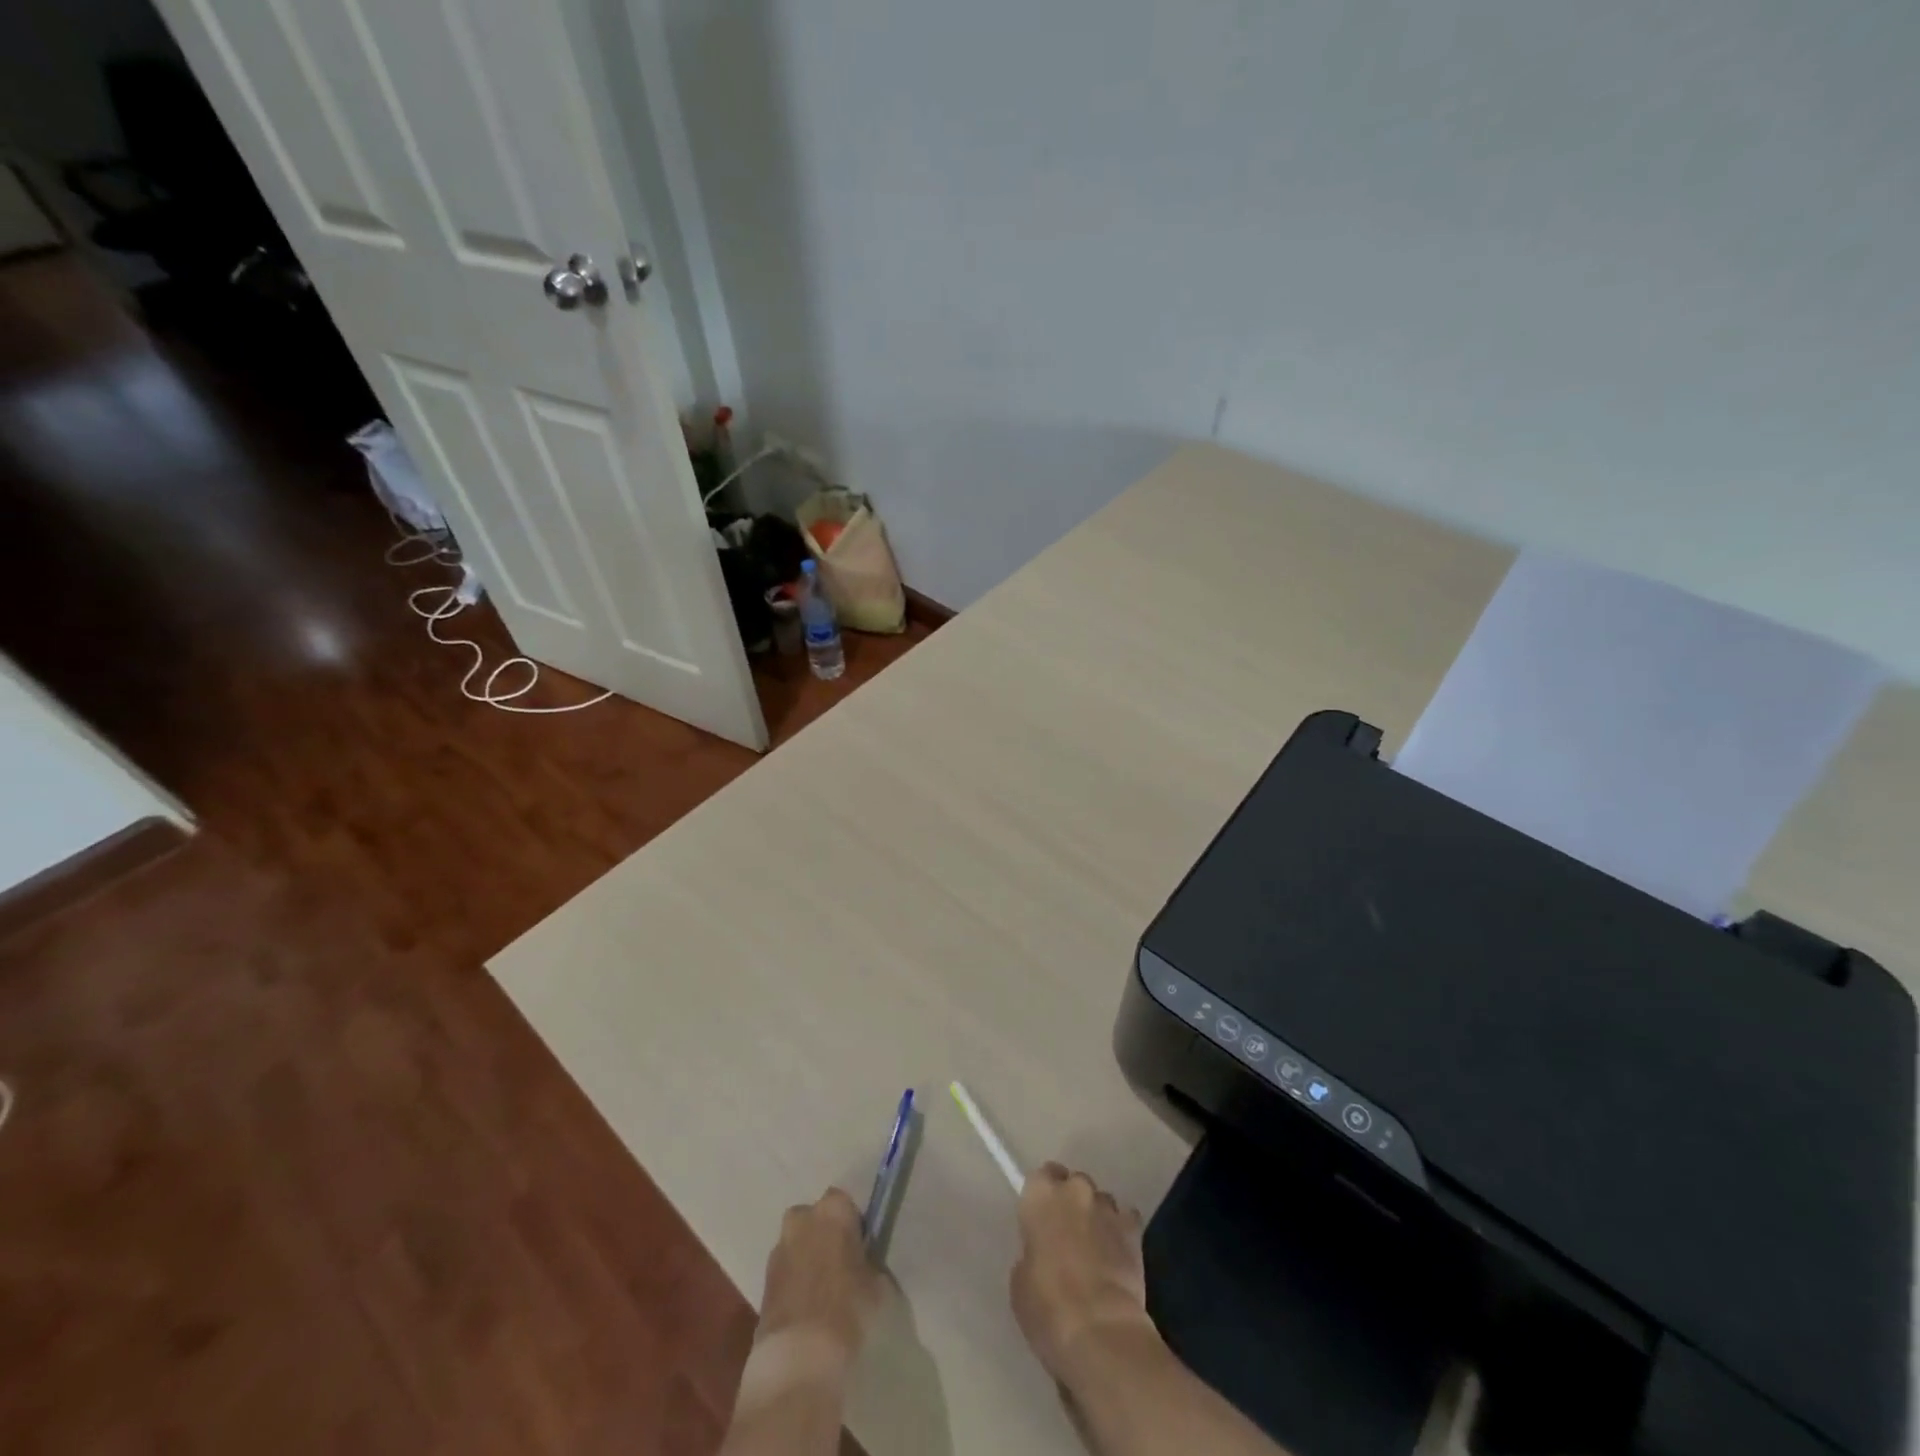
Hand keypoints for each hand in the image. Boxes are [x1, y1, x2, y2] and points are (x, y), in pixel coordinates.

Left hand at [755, 1188, 884, 1367]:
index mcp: (833, 1210)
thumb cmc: (848, 1311)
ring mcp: (778, 1249)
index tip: (860, 1248)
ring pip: (796, 1243)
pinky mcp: (763, 1280)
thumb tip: (865, 1265)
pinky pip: (784, 1269)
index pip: (844, 1202)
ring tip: (821, 1290)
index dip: (852, 1224)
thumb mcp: (877, 1285)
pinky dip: (793, 1281)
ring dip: (806, 1256)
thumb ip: (870, 1264)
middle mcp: (802, 1220)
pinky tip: (805, 1307)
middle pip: (813, 1218)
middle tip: (839, 1264)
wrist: (799, 1357)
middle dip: (823, 1234)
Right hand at [1010, 1163, 1155, 1384]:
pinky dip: (1121, 1232)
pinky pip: (1126, 1219)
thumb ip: (1032, 1250)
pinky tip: (1118, 1255)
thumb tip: (1043, 1251)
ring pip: (1101, 1201)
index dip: (1043, 1197)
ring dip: (1097, 1217)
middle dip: (1072, 1203)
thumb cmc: (1047, 1306)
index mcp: (1040, 1196)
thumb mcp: (1020, 1279)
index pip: (1041, 1177)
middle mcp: (1074, 1190)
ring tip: (1096, 1249)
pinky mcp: (1134, 1230)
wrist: (1099, 1329)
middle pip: (1073, 1184)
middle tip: (1069, 1235)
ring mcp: (1107, 1207)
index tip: (1043, 1219)